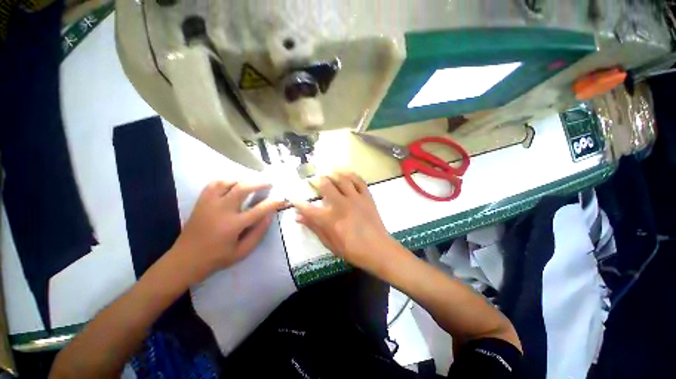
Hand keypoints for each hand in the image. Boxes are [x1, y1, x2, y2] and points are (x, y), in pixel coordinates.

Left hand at [169, 181, 284, 283]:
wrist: (185, 260)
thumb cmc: (217, 258)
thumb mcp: (242, 251)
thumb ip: (258, 232)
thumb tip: (270, 215)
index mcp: (233, 225)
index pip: (259, 209)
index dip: (273, 203)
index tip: (282, 199)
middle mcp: (221, 210)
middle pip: (243, 188)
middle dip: (259, 183)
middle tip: (269, 183)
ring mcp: (209, 204)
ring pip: (227, 182)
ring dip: (243, 180)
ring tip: (251, 184)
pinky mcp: (201, 202)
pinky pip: (213, 184)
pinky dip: (226, 181)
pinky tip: (233, 185)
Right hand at [294, 171, 396, 271]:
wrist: (377, 249)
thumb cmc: (352, 250)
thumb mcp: (329, 243)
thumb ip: (314, 228)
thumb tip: (298, 217)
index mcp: (330, 219)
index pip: (308, 207)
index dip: (298, 202)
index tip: (293, 198)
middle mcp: (341, 204)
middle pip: (325, 185)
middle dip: (315, 180)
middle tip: (313, 180)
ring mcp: (355, 198)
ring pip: (341, 178)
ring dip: (332, 173)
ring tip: (327, 172)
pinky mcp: (367, 196)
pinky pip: (359, 180)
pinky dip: (351, 174)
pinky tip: (345, 173)